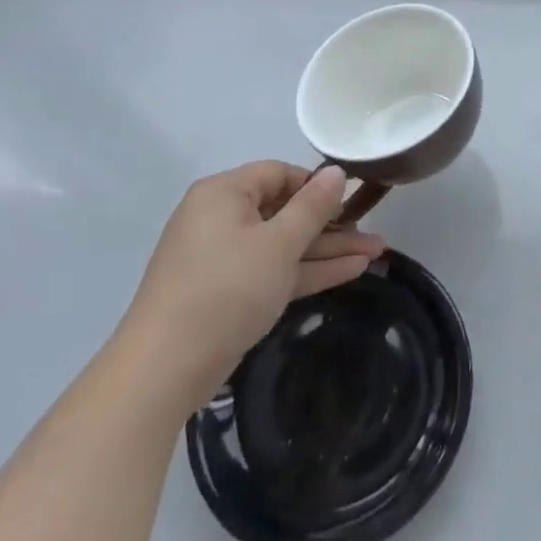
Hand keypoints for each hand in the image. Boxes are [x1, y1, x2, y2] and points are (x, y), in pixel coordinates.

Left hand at [121, 163, 383, 402]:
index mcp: (224, 194)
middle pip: (286, 211)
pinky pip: (275, 270)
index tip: (353, 199)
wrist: (165, 369)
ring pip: (285, 245)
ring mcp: (225, 258)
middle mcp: (222, 219)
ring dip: (328, 250)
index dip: (317, 185)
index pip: (278, 173)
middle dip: (333, 224)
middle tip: (374, 234)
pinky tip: (352, 271)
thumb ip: (312, 207)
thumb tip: (336, 171)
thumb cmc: (226, 288)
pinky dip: (308, 271)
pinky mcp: (230, 293)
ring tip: (376, 254)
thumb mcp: (278, 244)